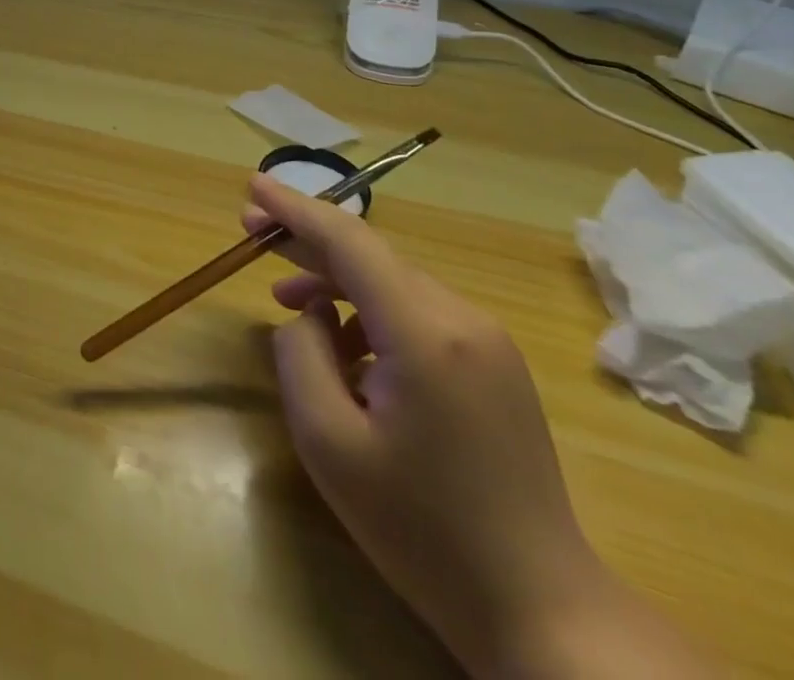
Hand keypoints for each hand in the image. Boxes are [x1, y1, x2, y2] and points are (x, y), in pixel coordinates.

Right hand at [243, 176, 612, 676]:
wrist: (542, 609)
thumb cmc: (422, 531)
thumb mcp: (329, 443)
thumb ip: (301, 355)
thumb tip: (310, 313)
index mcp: (425, 333)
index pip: (348, 242)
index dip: (295, 208)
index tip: (253, 183)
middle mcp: (463, 319)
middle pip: (370, 256)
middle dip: (307, 239)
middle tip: (251, 228)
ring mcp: (487, 340)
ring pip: (393, 282)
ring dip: (336, 280)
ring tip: (285, 299)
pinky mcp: (494, 364)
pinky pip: (416, 312)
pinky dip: (369, 310)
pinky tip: (343, 346)